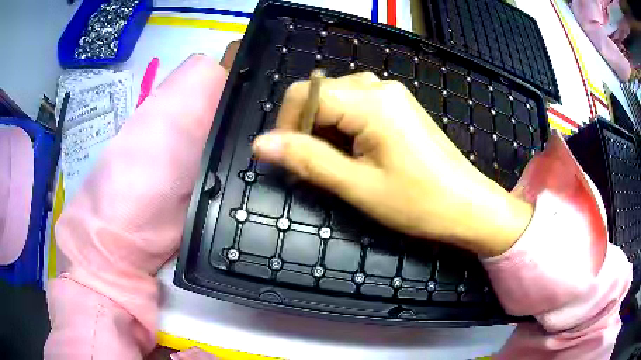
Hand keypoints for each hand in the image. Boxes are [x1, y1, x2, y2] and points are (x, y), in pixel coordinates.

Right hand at [252, 72, 532, 256]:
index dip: (287, 125)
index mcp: (370, 102)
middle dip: (307, 130)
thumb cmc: (418, 202)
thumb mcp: (357, 186)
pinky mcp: (399, 107)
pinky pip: (358, 106)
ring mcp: (393, 96)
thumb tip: (262, 144)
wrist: (468, 205)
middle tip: (313, 169)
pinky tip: (355, 154)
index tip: (288, 160)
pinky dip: (345, 128)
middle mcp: (380, 88)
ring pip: (338, 100)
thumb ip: (308, 160)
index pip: (305, 94)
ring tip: (336, 166)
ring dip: (325, 131)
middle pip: (321, 95)